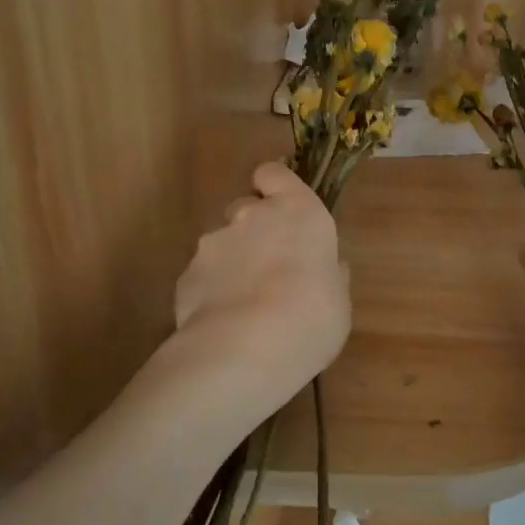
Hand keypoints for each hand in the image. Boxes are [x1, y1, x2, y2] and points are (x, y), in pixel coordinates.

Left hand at [173, 162, 350, 401]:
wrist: (245, 350)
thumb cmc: (312, 318)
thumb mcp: (338, 300)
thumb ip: (329, 275)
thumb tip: (326, 268)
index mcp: (297, 212)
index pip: (274, 174)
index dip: (275, 187)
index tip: (281, 208)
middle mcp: (251, 216)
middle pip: (246, 207)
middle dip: (254, 229)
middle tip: (269, 267)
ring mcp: (213, 244)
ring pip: (221, 242)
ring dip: (232, 261)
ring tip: (244, 304)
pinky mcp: (186, 275)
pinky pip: (203, 275)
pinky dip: (211, 290)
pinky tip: (224, 322)